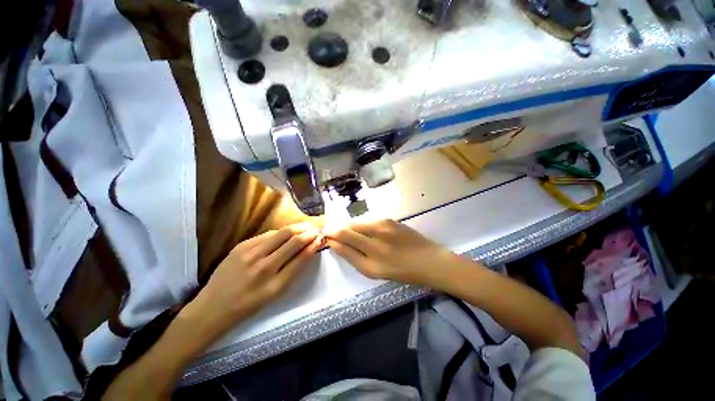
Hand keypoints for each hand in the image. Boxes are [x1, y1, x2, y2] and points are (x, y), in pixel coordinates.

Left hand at [188, 223, 321, 337]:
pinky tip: (285, 233)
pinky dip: (280, 232)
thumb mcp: (275, 293)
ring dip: (296, 228)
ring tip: (304, 227)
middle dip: (308, 232)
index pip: (301, 258)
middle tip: (315, 229)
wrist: (213, 307)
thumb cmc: (249, 304)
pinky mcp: (241, 246)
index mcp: (274, 284)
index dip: (313, 245)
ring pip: (281, 233)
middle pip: (292, 240)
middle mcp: (263, 266)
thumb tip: (308, 249)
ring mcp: (250, 253)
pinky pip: (267, 234)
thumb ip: (293, 270)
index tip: (321, 238)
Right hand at [324, 219, 459, 287]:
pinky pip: (367, 220)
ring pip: (355, 223)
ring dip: (347, 226)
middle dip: (334, 229)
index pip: (343, 246)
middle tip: (329, 230)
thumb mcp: (375, 272)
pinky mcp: (389, 220)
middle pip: (346, 231)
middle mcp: (375, 244)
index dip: (331, 239)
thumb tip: (337, 244)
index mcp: (371, 264)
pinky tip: (361, 228)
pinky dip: (359, 224)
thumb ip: (354, 257)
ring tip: (345, 230)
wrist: (428, 260)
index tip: (325, 236)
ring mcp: (383, 229)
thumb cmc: (402, 271)